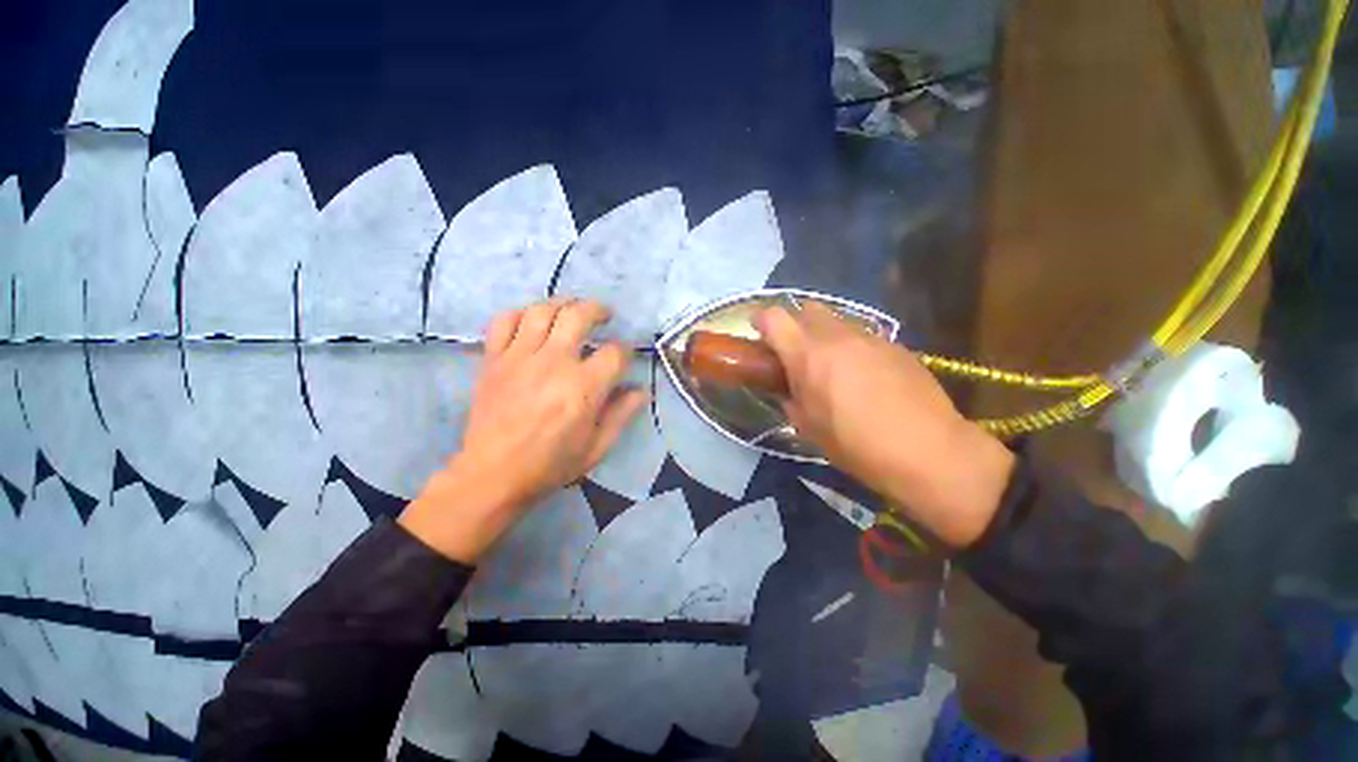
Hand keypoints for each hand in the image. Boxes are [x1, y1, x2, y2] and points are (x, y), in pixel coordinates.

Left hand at [400, 299, 646, 562]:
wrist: (493, 475)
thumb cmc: (550, 465)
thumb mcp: (597, 447)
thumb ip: (621, 414)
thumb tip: (641, 390)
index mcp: (583, 387)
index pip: (615, 353)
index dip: (626, 351)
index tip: (624, 357)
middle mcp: (553, 363)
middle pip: (579, 315)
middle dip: (598, 310)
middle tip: (604, 315)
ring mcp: (519, 357)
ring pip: (542, 310)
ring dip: (562, 303)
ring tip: (571, 309)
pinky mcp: (493, 359)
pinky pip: (505, 321)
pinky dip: (521, 313)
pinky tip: (532, 321)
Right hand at [755, 303, 1014, 546]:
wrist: (929, 451)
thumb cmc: (856, 445)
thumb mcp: (808, 428)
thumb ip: (790, 399)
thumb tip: (788, 390)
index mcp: (808, 355)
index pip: (774, 317)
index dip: (760, 321)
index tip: (758, 333)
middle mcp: (837, 336)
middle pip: (807, 308)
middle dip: (795, 324)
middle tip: (796, 352)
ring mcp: (871, 337)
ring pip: (838, 320)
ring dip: (825, 335)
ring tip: (832, 365)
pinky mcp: (896, 345)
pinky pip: (863, 336)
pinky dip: (852, 346)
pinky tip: (864, 375)